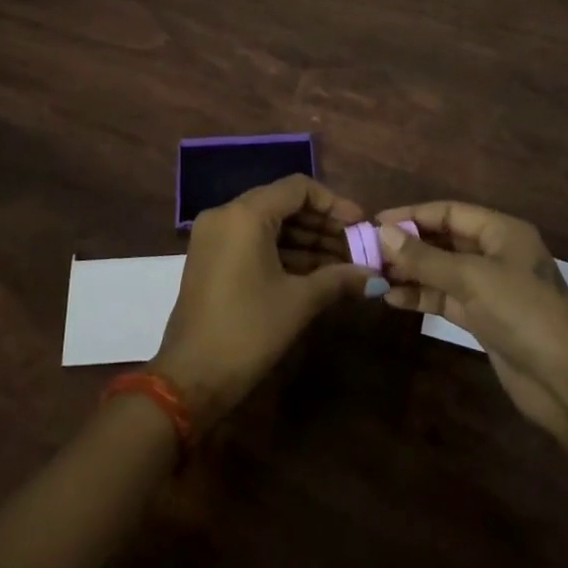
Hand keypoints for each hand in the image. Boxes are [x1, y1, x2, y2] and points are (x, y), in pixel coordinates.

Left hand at [152, 174, 380, 427]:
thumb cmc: (248, 331)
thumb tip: (376, 277)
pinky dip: (283, 252)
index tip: (360, 225)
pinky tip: (315, 273)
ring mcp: (214, 236)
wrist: (190, 379)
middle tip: (356, 246)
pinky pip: (253, 241)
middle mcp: (226, 215)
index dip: (334, 204)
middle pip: (283, 204)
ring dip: (306, 241)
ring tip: (343, 263)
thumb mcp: (298, 302)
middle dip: (322, 225)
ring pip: (269, 224)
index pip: (298, 188)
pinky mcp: (211, 258)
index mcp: (245, 214)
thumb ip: (338, 279)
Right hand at [373, 201, 567, 439]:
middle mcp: (495, 253)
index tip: (375, 223)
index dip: (411, 215)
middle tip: (368, 252)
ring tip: (374, 276)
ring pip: (442, 270)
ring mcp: (490, 287)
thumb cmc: (522, 312)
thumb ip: (425, 257)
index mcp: (501, 231)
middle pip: (444, 240)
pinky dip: (422, 296)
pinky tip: (393, 299)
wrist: (566, 381)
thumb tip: (383, 233)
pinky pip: (446, 297)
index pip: (448, 212)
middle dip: (408, 245)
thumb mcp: (471, 278)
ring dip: (411, 272)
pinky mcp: (484, 318)